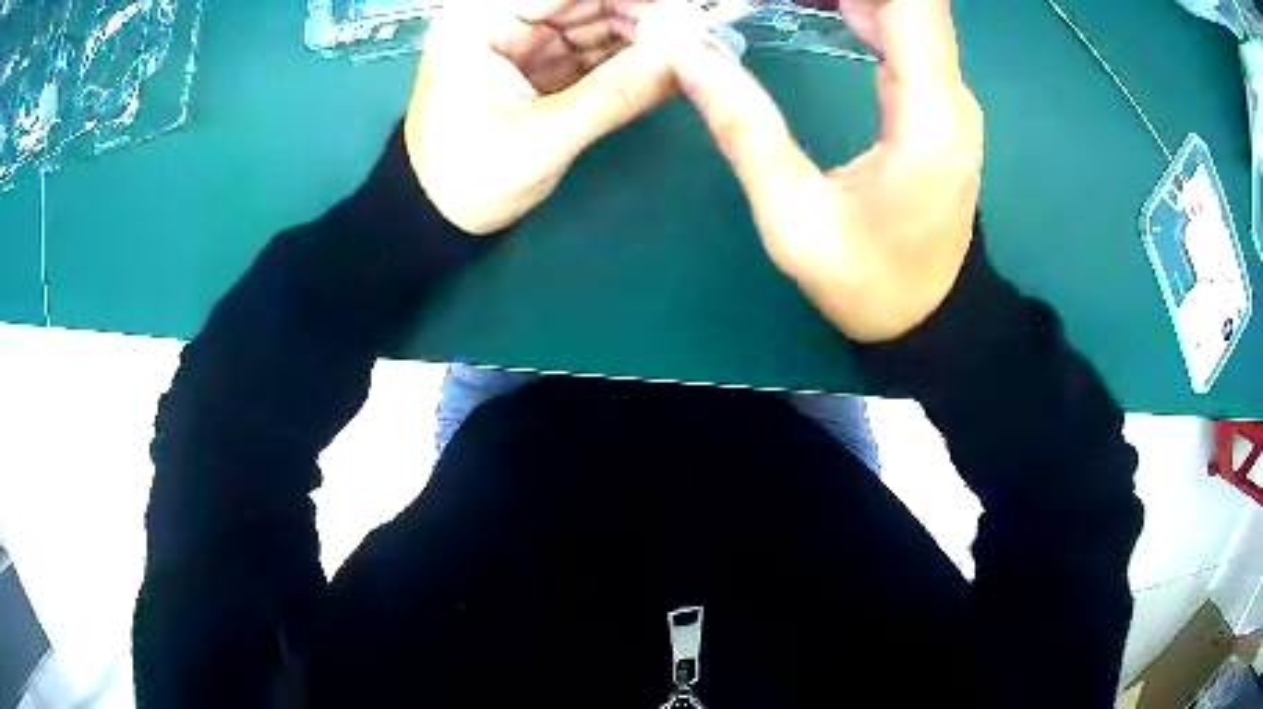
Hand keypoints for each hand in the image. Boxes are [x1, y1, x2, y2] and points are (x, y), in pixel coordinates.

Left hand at [405, 0, 674, 234]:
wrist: (437, 219)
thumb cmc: (469, 181)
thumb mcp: (541, 141)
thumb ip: (612, 96)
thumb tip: (683, 60)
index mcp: (478, 23)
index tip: (681, 9)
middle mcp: (499, 20)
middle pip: (582, 0)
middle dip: (641, 12)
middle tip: (693, 35)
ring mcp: (520, 40)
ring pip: (593, 20)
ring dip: (641, 34)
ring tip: (688, 51)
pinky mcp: (537, 64)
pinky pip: (591, 48)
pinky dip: (627, 56)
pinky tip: (663, 64)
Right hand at [649, 0, 983, 341]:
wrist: (930, 319)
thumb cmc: (869, 282)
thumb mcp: (793, 220)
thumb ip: (744, 130)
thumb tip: (688, 55)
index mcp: (928, 115)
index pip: (912, 2)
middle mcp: (950, 94)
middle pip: (909, 0)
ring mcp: (949, 98)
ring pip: (906, 12)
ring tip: (784, 1)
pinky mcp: (938, 105)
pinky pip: (904, 35)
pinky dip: (860, 11)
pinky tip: (816, 8)